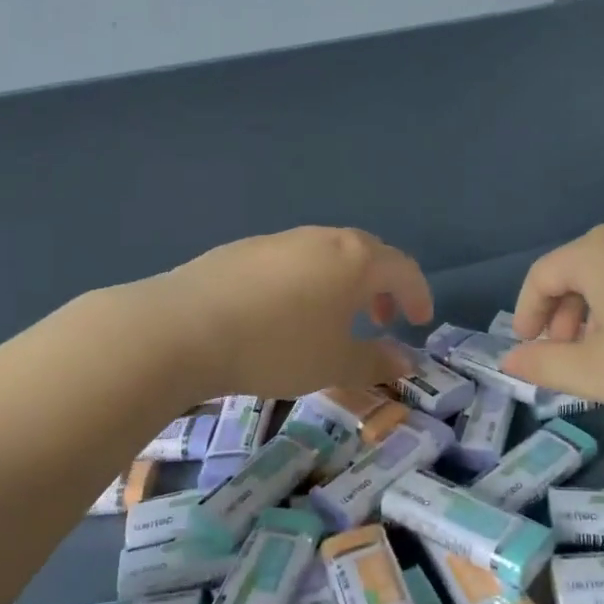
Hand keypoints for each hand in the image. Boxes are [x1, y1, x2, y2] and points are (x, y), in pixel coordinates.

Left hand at [124, 227, 432, 401]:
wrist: (184, 328)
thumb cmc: (276, 346)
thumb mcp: (334, 363)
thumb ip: (376, 360)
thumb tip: (407, 360)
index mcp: (354, 259)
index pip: (402, 268)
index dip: (417, 294)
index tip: (419, 320)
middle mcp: (321, 239)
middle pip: (366, 254)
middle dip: (380, 286)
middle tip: (380, 319)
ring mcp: (280, 240)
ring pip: (326, 255)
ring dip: (342, 283)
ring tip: (332, 319)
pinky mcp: (243, 249)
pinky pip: (291, 261)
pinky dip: (306, 281)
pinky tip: (284, 313)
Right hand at [501, 218, 603, 432]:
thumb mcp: (597, 372)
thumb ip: (544, 365)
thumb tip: (509, 361)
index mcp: (598, 251)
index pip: (543, 275)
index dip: (527, 313)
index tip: (528, 349)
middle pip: (580, 269)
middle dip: (563, 314)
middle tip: (566, 356)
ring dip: (598, 311)